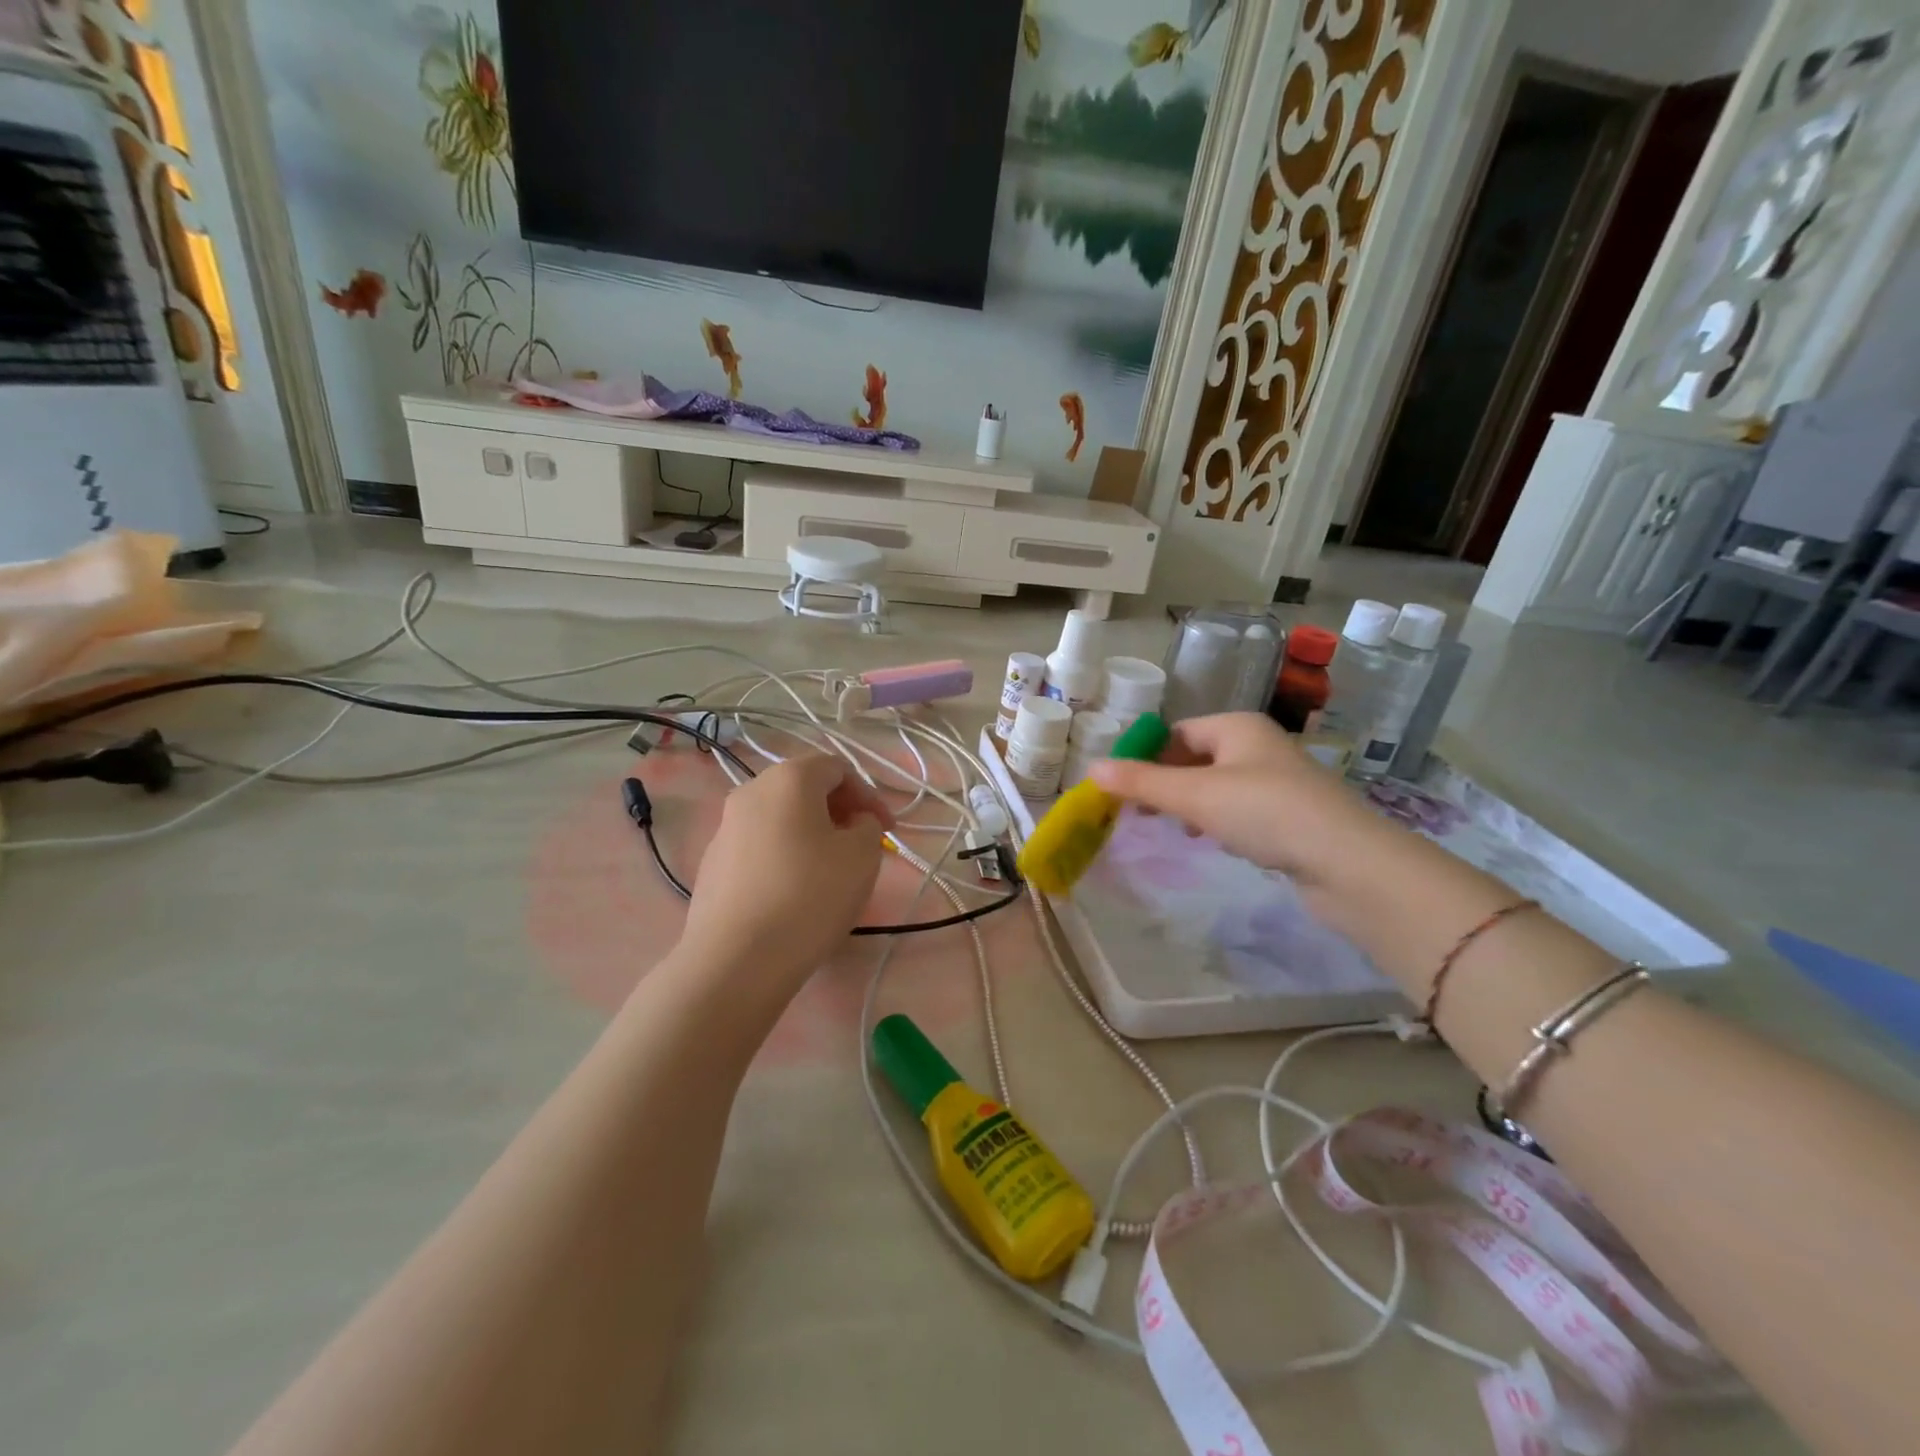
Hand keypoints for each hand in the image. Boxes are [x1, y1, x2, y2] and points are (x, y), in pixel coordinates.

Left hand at [680, 754, 892, 988]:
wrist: (736, 960)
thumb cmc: (809, 896)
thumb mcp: (863, 855)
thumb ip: (867, 825)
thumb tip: (852, 822)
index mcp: (788, 779)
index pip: (837, 768)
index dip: (869, 795)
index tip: (887, 831)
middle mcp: (750, 792)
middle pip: (804, 789)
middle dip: (840, 812)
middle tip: (862, 847)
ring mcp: (724, 828)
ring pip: (780, 819)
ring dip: (811, 835)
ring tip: (830, 872)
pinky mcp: (711, 865)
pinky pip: (759, 848)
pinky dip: (784, 857)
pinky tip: (794, 894)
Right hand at [1089, 713, 1386, 890]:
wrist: (1348, 863)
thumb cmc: (1264, 813)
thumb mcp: (1194, 795)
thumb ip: (1141, 782)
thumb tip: (1091, 768)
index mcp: (1237, 726)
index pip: (1177, 732)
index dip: (1145, 756)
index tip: (1121, 788)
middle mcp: (1259, 745)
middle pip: (1196, 758)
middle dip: (1165, 783)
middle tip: (1139, 812)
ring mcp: (1278, 781)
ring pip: (1218, 785)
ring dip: (1190, 804)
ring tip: (1173, 828)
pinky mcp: (1292, 815)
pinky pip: (1241, 809)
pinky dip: (1219, 820)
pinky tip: (1212, 841)